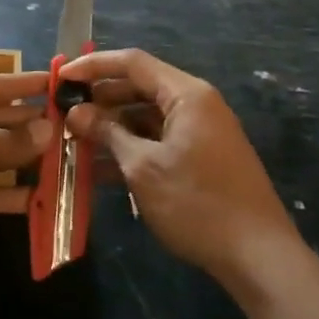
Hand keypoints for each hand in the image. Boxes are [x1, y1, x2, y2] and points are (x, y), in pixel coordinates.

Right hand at [61, 48, 298, 289]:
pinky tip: (99, 170)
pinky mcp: (200, 158)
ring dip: (112, 128)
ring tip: (74, 142)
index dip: (93, 66)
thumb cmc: (197, 204)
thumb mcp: (144, 167)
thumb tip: (76, 112)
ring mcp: (200, 132)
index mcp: (186, 95)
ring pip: (146, 117)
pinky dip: (131, 149)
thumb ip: (108, 134)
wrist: (258, 256)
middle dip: (100, 100)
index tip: (60, 78)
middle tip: (63, 113)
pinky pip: (158, 141)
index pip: (133, 63)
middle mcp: (195, 104)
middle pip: (139, 87)